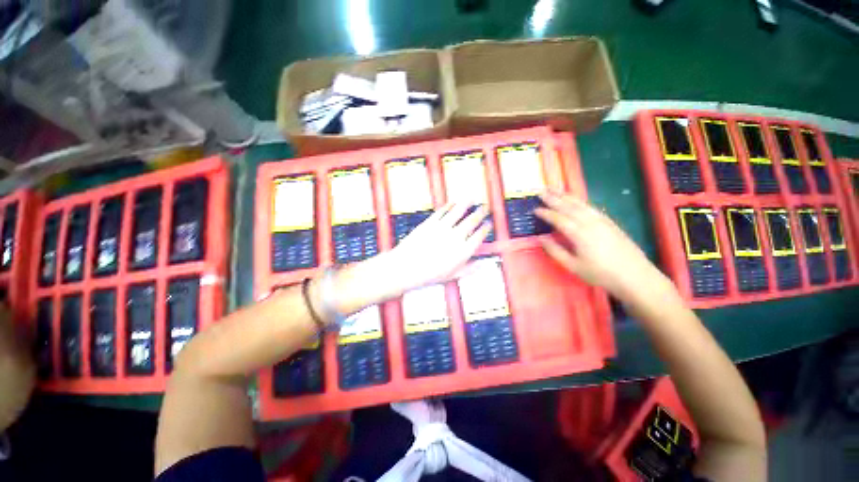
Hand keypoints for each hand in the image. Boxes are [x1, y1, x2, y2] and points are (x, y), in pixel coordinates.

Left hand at [330, 201, 489, 313]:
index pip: (479, 235)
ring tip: (473, 198)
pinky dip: (450, 205)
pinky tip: (454, 202)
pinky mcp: (430, 222)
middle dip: (481, 212)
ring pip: (459, 211)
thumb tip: (484, 264)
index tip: (489, 223)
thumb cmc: (429, 275)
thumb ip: (470, 269)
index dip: (486, 228)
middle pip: (472, 220)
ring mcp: (442, 227)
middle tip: (485, 207)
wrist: (406, 268)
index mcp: (463, 251)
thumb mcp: (452, 276)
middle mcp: (456, 236)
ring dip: (467, 203)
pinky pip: (443, 211)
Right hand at [535, 191, 669, 300]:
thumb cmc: (601, 274)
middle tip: (541, 191)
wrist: (635, 276)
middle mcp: (590, 222)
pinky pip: (590, 206)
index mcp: (579, 233)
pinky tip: (575, 200)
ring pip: (580, 204)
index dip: (545, 213)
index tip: (534, 209)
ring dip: (565, 196)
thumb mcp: (573, 266)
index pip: (558, 218)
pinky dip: (579, 201)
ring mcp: (601, 220)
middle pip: (568, 206)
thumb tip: (540, 238)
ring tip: (554, 189)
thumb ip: (555, 251)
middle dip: (553, 198)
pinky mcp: (609, 221)